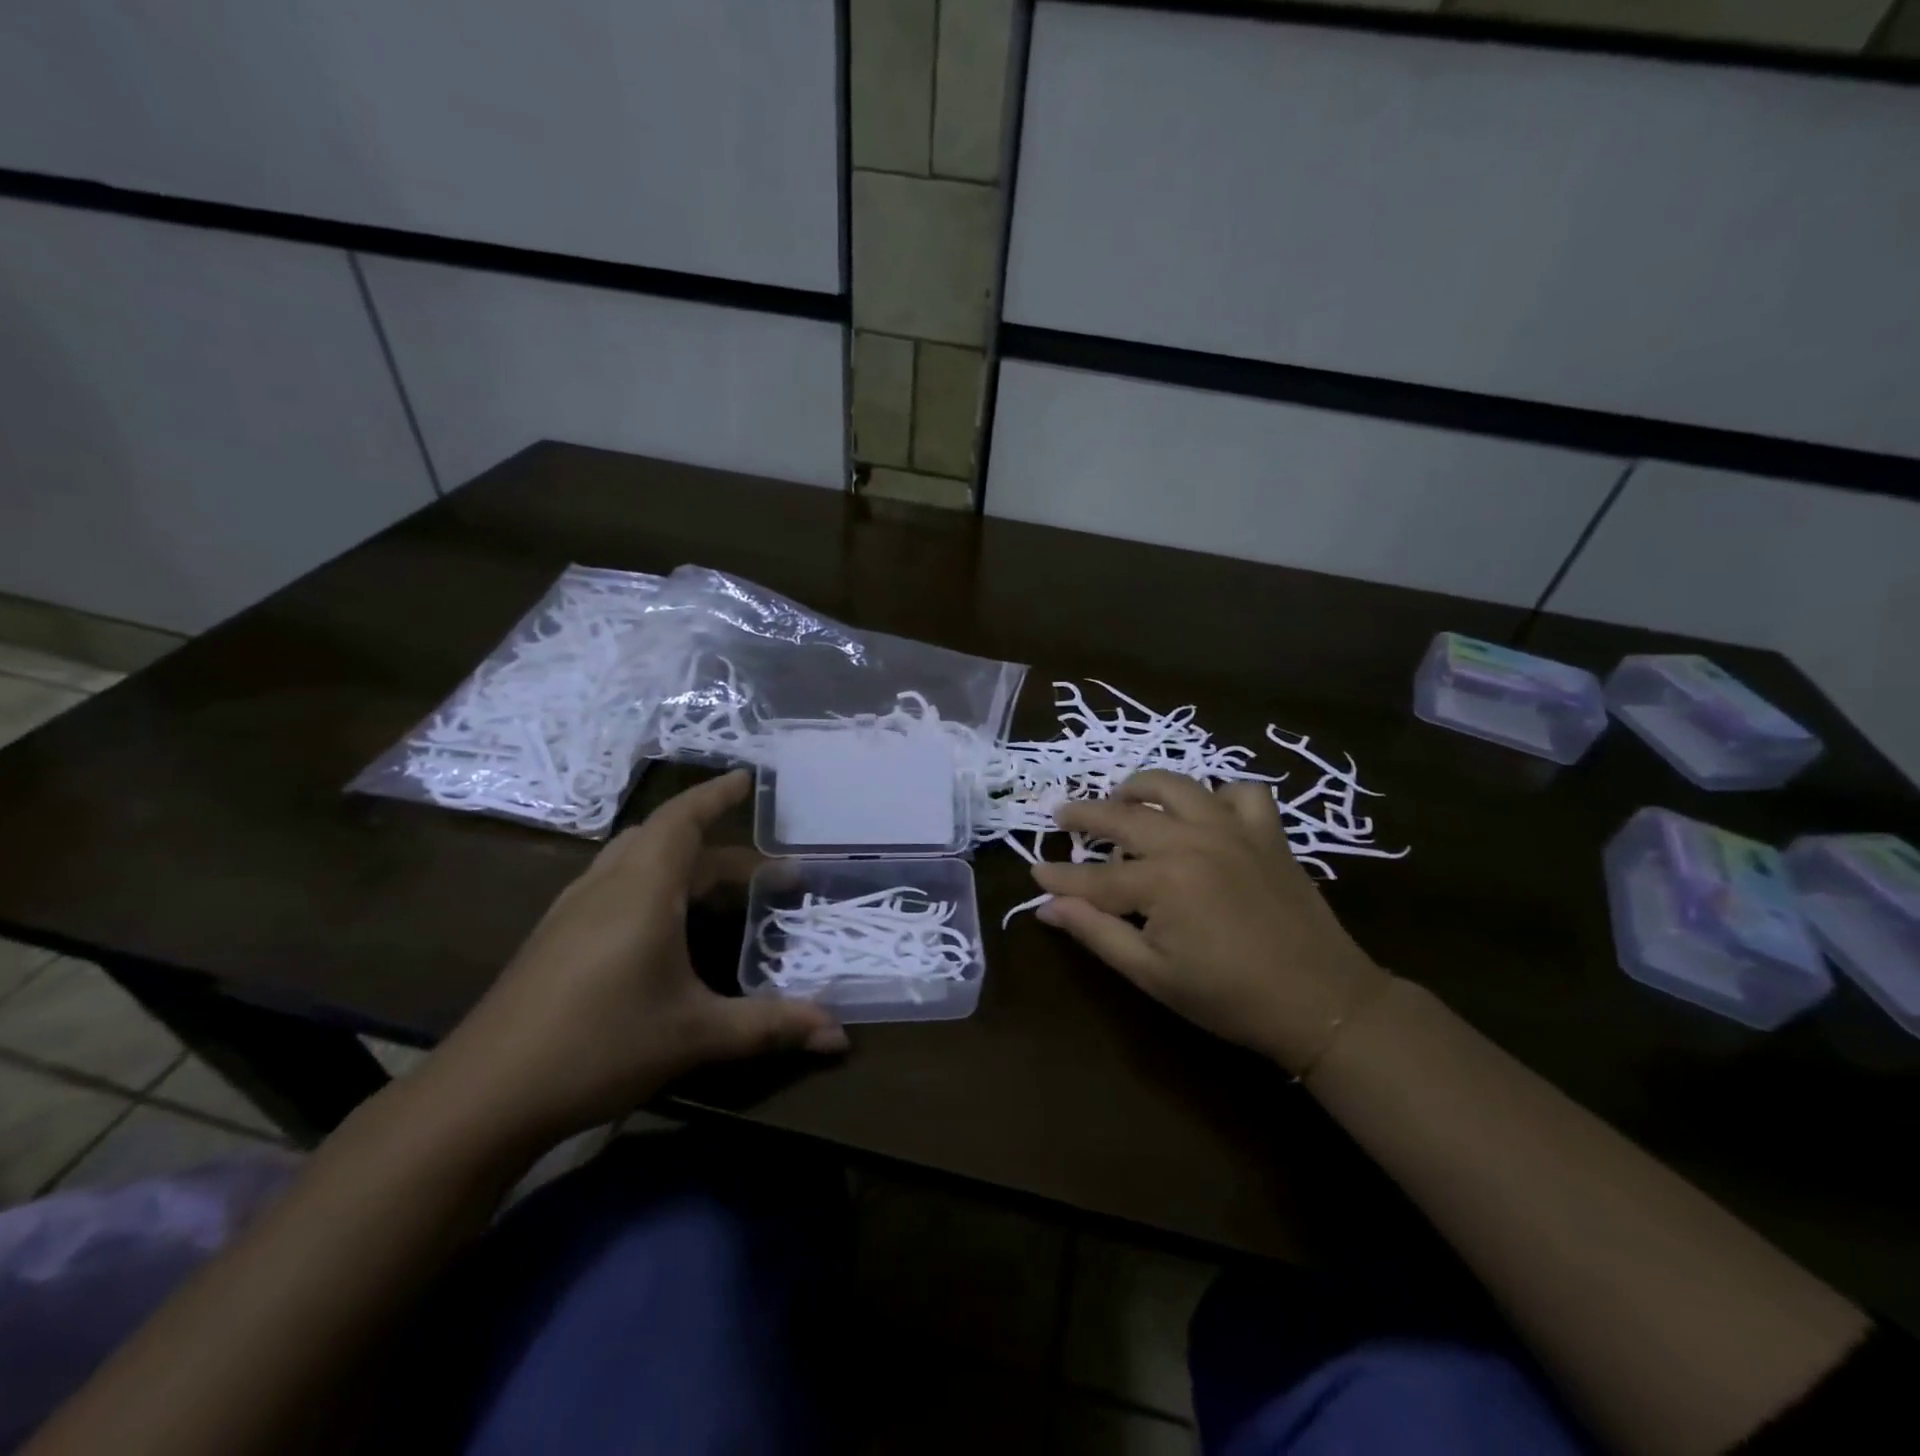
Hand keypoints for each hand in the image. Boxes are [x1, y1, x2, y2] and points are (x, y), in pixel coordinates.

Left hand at [423, 771, 845, 1143]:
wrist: (481, 1096)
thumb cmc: (600, 1044)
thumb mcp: (696, 1035)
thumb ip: (770, 1026)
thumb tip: (840, 1035)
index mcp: (643, 887)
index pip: (683, 818)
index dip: (716, 794)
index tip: (747, 778)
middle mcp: (606, 884)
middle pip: (666, 840)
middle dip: (718, 848)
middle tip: (765, 873)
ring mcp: (573, 909)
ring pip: (635, 861)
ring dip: (680, 863)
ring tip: (718, 890)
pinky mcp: (554, 937)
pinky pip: (614, 885)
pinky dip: (651, 884)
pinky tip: (661, 926)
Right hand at [1031, 770, 1389, 1075]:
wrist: (1322, 1002)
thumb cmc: (1229, 997)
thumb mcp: (1152, 974)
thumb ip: (1096, 933)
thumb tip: (1047, 906)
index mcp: (1162, 881)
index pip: (1095, 876)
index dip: (1060, 877)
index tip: (1033, 873)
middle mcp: (1193, 841)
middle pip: (1125, 817)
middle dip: (1086, 814)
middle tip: (1061, 814)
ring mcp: (1233, 830)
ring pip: (1178, 787)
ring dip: (1142, 787)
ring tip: (1122, 795)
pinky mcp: (1267, 833)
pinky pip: (1241, 793)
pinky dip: (1219, 795)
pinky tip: (1206, 811)